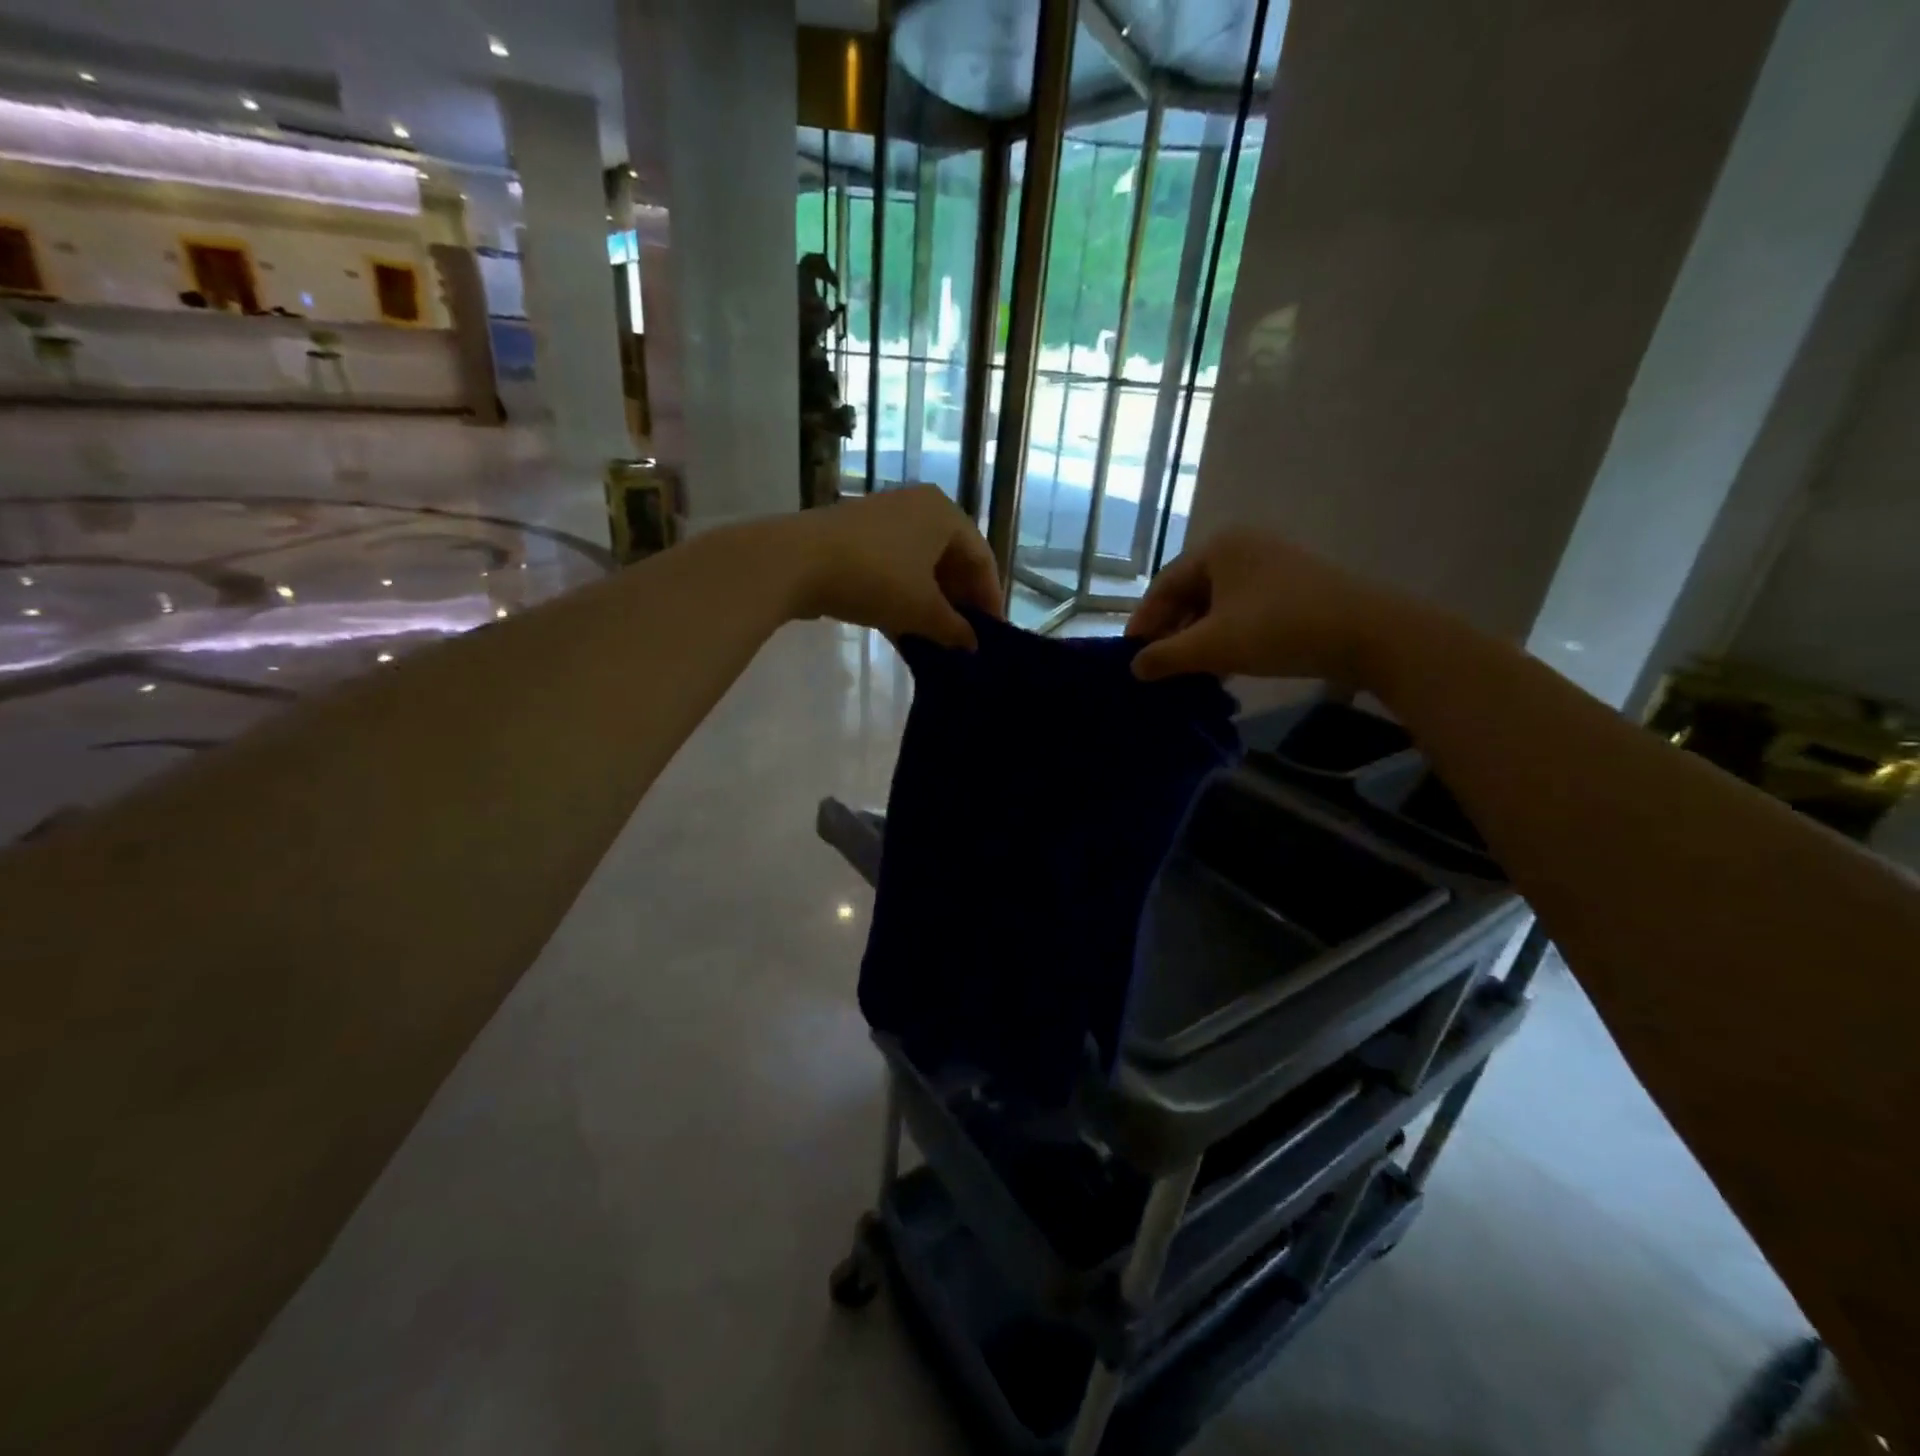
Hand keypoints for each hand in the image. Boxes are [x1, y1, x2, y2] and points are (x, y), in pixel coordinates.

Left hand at [790, 486, 1002, 648]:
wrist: (795, 562)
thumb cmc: (875, 578)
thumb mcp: (922, 610)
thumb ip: (954, 629)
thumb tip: (971, 645)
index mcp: (945, 513)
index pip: (982, 559)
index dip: (989, 599)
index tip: (991, 634)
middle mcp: (918, 507)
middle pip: (951, 560)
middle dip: (958, 602)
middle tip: (963, 638)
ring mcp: (883, 519)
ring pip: (920, 567)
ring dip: (930, 604)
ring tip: (935, 640)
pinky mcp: (854, 536)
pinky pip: (893, 568)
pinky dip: (903, 597)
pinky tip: (902, 631)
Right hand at [1126, 528, 1409, 684]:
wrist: (1368, 634)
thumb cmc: (1278, 629)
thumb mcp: (1212, 646)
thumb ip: (1165, 656)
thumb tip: (1135, 667)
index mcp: (1218, 547)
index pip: (1163, 586)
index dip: (1143, 623)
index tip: (1131, 657)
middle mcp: (1243, 547)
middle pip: (1190, 593)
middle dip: (1172, 632)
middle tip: (1158, 667)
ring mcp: (1272, 565)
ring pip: (1217, 605)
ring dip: (1198, 639)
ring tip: (1187, 673)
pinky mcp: (1294, 587)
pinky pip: (1244, 610)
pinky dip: (1227, 636)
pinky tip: (1223, 666)